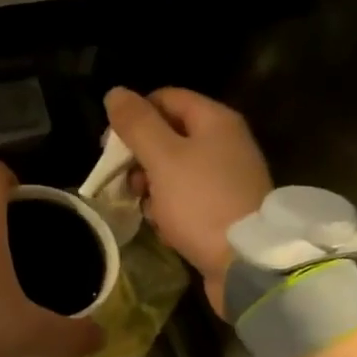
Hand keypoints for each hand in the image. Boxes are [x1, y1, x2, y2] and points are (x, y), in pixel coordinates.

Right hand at [104, 87, 271, 316]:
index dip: (134, 116)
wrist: (246, 263)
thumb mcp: (163, 159)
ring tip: (142, 206)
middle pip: (169, 135)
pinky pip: (186, 197)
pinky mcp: (223, 209)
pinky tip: (162, 225)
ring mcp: (225, 177)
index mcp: (215, 121)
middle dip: (139, 156)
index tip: (110, 145)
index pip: (165, 99)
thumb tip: (115, 93)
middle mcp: (225, 142)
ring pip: (174, 169)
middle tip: (123, 180)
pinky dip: (169, 207)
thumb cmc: (201, 202)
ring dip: (151, 185)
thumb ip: (137, 125)